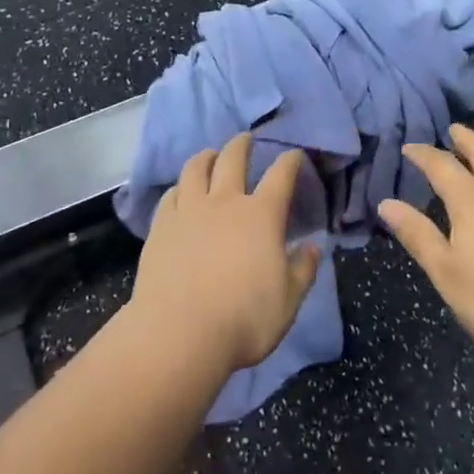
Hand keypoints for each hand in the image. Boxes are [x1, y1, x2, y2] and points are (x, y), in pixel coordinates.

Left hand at [128, 133, 322, 375]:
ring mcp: (189, 211)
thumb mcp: (288, 301)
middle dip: (242, 145)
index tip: (294, 154)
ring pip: (196, 168)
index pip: (281, 176)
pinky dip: (180, 187)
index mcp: (261, 215)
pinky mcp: (161, 227)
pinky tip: (181, 192)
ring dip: (207, 157)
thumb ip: (303, 270)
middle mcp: (225, 202)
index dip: (290, 161)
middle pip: (233, 159)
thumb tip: (313, 248)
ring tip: (210, 155)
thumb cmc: (244, 319)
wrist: (179, 334)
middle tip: (246, 139)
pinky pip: (171, 195)